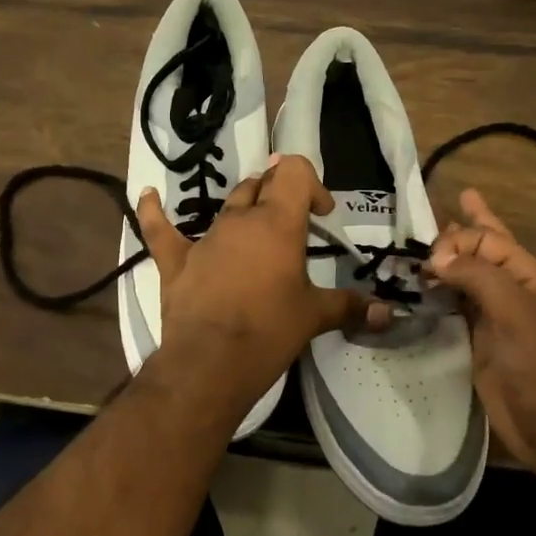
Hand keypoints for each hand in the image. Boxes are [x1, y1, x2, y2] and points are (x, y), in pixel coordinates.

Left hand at [138, 156, 385, 409]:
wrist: (211, 362)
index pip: (294, 172)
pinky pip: (160, 230)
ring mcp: (205, 238)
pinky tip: (147, 196)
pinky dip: (154, 212)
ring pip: (227, 206)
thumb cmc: (270, 331)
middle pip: (261, 186)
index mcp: (278, 223)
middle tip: (294, 224)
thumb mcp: (315, 316)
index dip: (310, 183)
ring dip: (243, 210)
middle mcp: (240, 220)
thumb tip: (389, 315)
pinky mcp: (176, 260)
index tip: (321, 214)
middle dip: (279, 195)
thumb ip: (351, 308)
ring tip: (255, 228)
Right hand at [425, 188, 535, 483]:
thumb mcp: (516, 312)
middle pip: (478, 251)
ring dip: (440, 264)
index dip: (459, 236)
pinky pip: (451, 311)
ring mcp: (492, 320)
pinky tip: (417, 291)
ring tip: (414, 247)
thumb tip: (437, 257)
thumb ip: (478, 277)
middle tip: (424, 213)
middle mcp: (508, 292)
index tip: (429, 254)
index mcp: (527, 276)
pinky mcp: (476, 346)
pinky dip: (434, 297)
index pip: (488, 239)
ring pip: (461, 280)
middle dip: (456, 231)